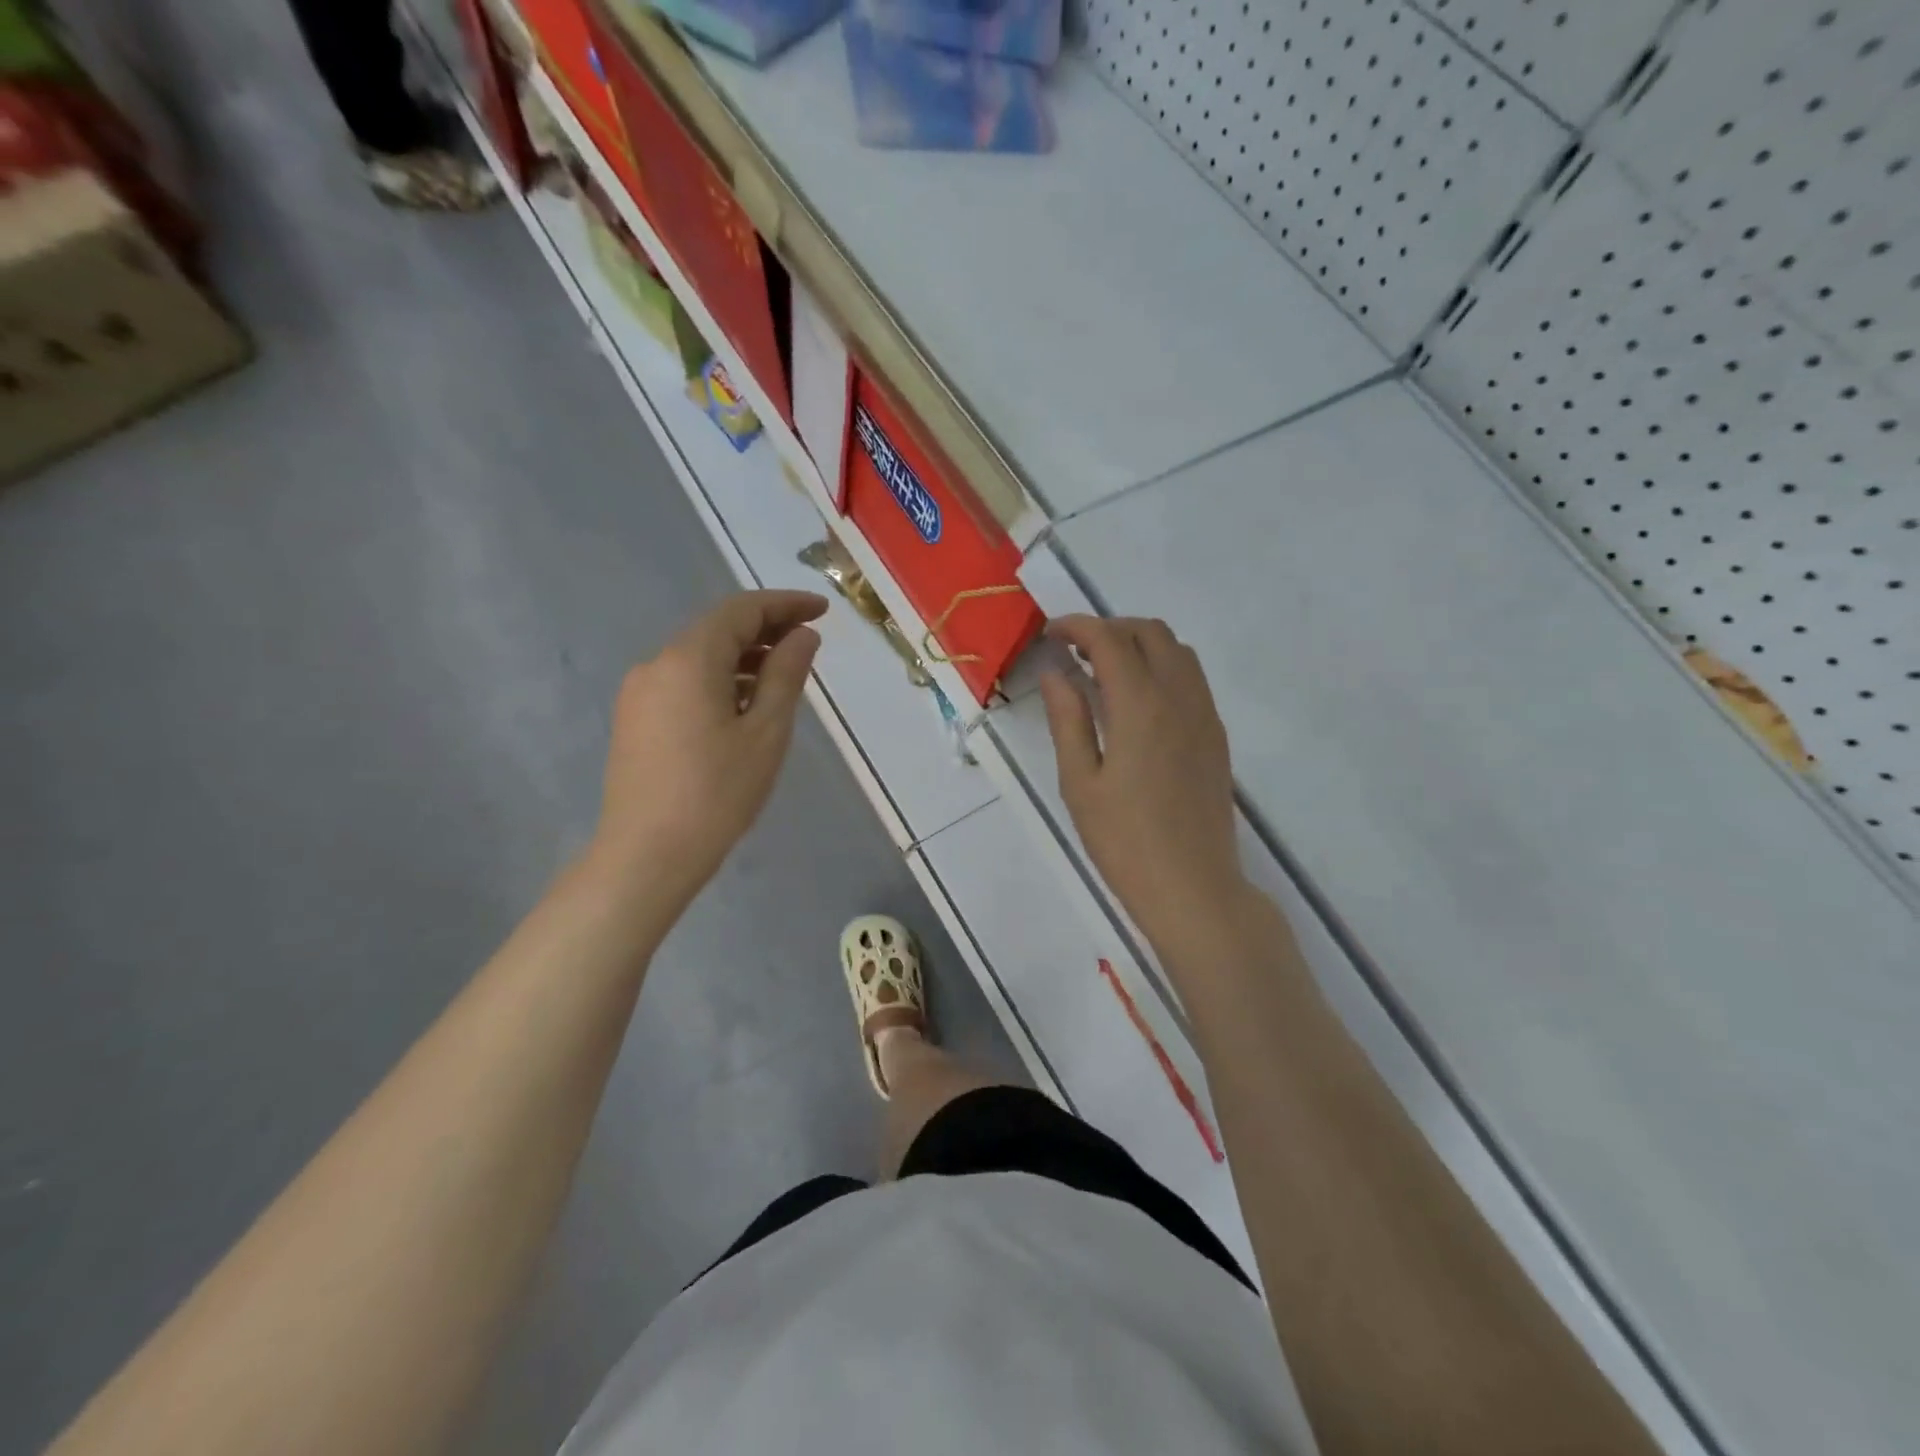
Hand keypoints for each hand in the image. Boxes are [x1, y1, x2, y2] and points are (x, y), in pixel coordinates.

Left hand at [590, 590, 827, 901]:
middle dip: (765, 628)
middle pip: (717, 629)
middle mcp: (656, 664)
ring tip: (783, 675)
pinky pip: (684, 681)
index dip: (785, 604)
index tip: (823, 611)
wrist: (647, 855)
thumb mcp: (766, 732)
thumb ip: (786, 674)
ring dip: (743, 656)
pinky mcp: (635, 719)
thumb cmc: (718, 793)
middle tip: (809, 641)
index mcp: (689, 659)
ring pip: (699, 656)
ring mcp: (640, 693)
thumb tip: (802, 636)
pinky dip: (719, 679)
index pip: (741, 610)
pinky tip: (744, 705)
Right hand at [1039, 615, 1247, 953]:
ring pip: (1177, 650)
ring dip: (1139, 643)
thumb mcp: (1080, 782)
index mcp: (1141, 706)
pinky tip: (1137, 700)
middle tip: (1074, 651)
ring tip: (1104, 671)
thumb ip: (1068, 720)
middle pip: (1150, 632)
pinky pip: (1191, 678)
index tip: (1050, 634)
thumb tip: (1055, 673)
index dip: (1077, 627)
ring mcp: (1204, 715)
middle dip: (1109, 628)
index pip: (1110, 640)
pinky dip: (1162, 666)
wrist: (1193, 887)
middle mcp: (1180, 697)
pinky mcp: (1215, 736)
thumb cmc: (1124, 841)